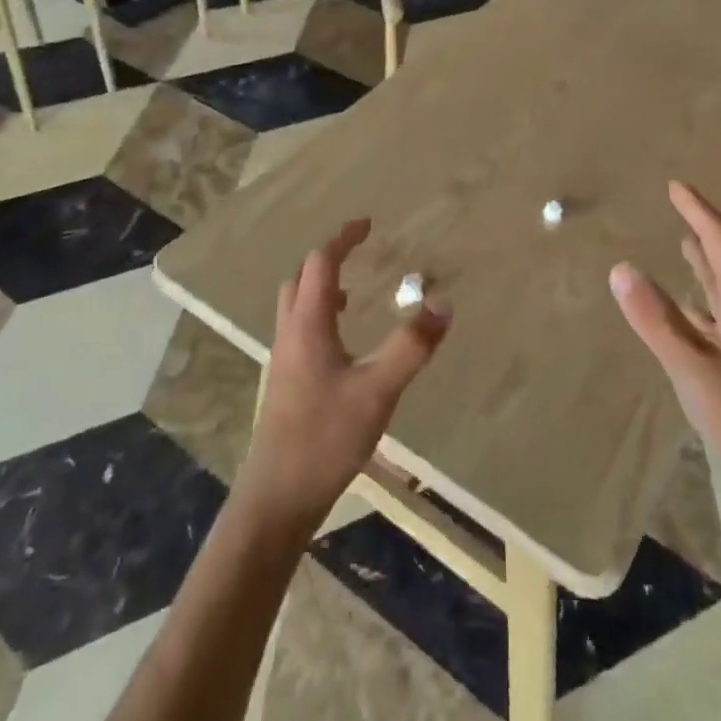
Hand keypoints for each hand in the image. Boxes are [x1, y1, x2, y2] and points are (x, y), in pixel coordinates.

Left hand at [237, 219, 451, 533]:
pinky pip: (299, 328)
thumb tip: (443, 304)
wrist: (277, 496)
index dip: (343, 239)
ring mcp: (283, 357)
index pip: (320, 263)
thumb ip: (411, 347)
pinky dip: (318, 313)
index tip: (366, 224)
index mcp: (309, 324)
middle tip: (358, 250)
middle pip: (301, 277)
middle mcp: (290, 333)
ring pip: (296, 304)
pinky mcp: (285, 380)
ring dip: (320, 285)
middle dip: (328, 256)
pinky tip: (342, 342)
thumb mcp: (378, 391)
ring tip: (352, 291)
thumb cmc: (326, 438)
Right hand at [609, 182, 720, 507]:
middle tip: (678, 205)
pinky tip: (691, 307)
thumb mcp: (693, 368)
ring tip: (683, 243)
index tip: (675, 185)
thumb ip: (656, 319)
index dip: (697, 210)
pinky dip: (704, 297)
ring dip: (706, 262)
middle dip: (702, 229)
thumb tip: (620, 267)